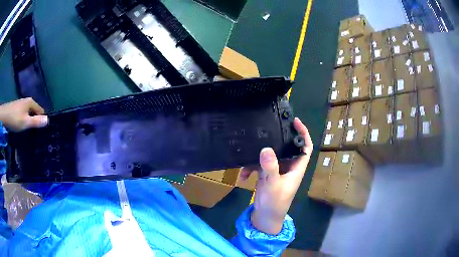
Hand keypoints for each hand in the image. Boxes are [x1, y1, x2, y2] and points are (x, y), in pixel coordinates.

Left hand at [0, 98, 48, 131]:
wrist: (4, 116)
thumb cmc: (14, 119)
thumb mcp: (25, 122)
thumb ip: (36, 122)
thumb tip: (48, 120)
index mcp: (31, 102)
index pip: (40, 110)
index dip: (41, 120)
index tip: (41, 131)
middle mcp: (27, 100)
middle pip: (34, 111)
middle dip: (35, 120)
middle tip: (34, 133)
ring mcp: (21, 103)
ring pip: (29, 112)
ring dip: (29, 120)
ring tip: (28, 131)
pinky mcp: (17, 107)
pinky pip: (24, 113)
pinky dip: (25, 119)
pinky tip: (22, 126)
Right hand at [240, 118, 312, 234]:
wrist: (265, 217)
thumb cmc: (275, 203)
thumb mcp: (273, 185)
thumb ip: (270, 167)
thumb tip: (266, 148)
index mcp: (296, 168)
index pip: (305, 147)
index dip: (303, 134)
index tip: (295, 121)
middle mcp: (288, 167)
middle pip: (286, 147)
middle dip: (278, 138)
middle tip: (268, 127)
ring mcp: (276, 170)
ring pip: (270, 155)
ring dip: (258, 156)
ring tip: (247, 154)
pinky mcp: (266, 174)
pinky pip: (258, 165)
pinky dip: (250, 168)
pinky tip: (243, 177)